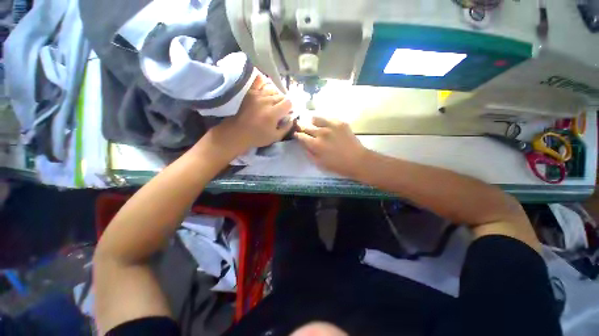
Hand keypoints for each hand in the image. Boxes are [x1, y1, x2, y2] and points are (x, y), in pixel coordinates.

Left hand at [213, 75, 293, 155]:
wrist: (237, 132)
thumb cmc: (257, 137)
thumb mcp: (275, 137)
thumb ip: (286, 127)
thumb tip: (292, 119)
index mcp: (273, 113)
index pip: (288, 102)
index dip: (290, 107)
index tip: (287, 113)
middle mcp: (266, 101)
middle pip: (281, 95)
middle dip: (283, 102)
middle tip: (280, 110)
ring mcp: (256, 95)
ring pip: (272, 90)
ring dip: (275, 96)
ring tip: (272, 103)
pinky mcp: (249, 92)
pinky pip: (260, 83)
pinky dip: (264, 86)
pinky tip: (265, 92)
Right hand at [295, 116, 367, 177]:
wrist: (357, 160)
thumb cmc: (337, 165)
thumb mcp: (319, 163)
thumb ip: (309, 153)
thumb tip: (303, 144)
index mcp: (315, 144)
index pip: (301, 136)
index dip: (297, 135)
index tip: (296, 134)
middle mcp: (321, 133)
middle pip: (306, 126)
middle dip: (302, 127)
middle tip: (302, 129)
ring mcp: (331, 126)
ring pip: (316, 119)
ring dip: (312, 122)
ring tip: (314, 125)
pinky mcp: (340, 123)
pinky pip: (328, 118)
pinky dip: (324, 121)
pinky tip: (326, 126)